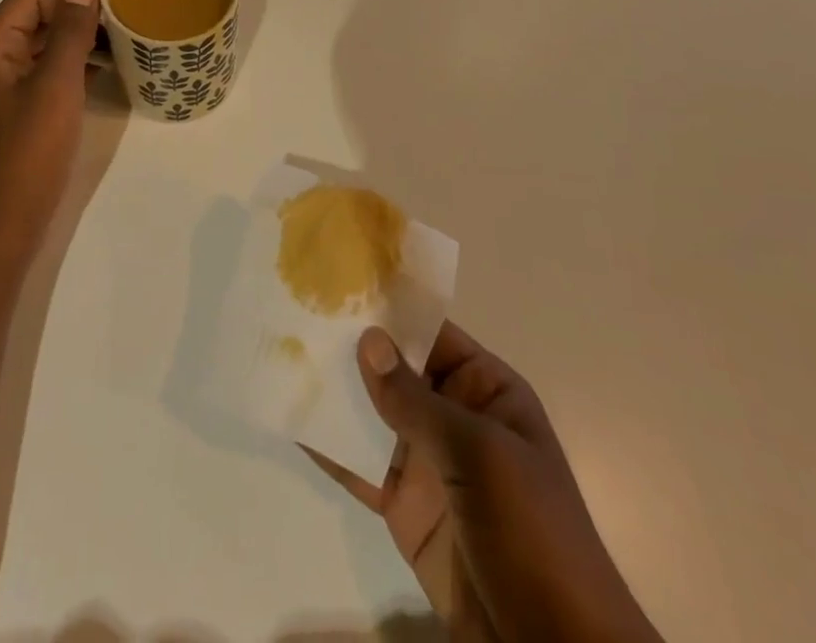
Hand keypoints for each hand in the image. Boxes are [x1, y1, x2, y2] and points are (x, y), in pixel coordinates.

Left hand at [0, 0, 99, 249]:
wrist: (4, 228)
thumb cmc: (30, 152)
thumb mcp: (57, 84)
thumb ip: (71, 30)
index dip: (69, 4)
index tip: (104, 27)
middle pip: (32, 19)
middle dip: (74, 24)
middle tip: (115, 42)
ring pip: (37, 48)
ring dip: (73, 47)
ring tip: (112, 59)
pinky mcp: (6, 113)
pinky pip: (37, 75)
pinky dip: (65, 71)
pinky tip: (95, 80)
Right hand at [309, 324, 663, 642]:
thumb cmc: (533, 533)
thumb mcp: (480, 455)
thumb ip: (417, 400)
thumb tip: (367, 338)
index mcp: (485, 389)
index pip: (431, 333)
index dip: (389, 309)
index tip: (338, 283)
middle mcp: (454, 415)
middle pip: (396, 370)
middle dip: (351, 347)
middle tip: (295, 313)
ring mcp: (426, 461)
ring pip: (372, 414)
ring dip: (333, 392)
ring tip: (282, 357)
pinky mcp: (403, 506)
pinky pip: (360, 466)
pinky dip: (329, 446)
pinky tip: (290, 419)